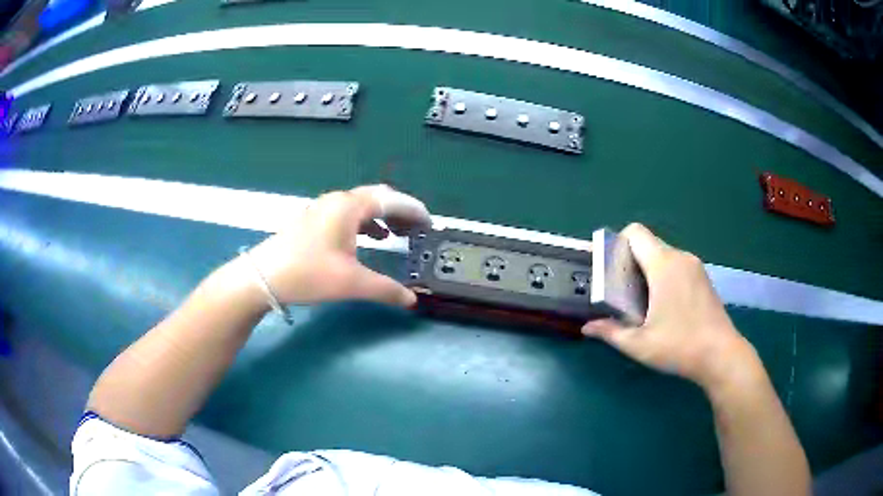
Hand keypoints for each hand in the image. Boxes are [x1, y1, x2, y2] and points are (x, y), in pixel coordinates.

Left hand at [245, 185, 430, 306]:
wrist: (263, 277)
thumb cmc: (308, 274)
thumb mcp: (351, 283)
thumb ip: (386, 290)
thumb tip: (411, 300)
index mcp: (349, 207)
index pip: (391, 200)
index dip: (414, 210)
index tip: (430, 223)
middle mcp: (337, 200)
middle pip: (377, 197)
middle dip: (400, 211)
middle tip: (418, 228)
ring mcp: (323, 208)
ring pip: (362, 205)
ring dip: (383, 217)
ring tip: (399, 234)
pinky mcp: (314, 220)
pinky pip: (349, 214)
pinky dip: (366, 223)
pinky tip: (371, 238)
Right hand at [583, 223, 759, 390]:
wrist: (722, 354)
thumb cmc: (679, 346)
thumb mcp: (639, 344)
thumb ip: (611, 332)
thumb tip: (586, 328)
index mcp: (663, 265)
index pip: (635, 233)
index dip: (617, 245)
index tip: (610, 271)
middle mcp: (680, 257)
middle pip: (647, 244)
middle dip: (630, 262)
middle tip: (621, 292)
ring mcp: (695, 266)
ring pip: (663, 256)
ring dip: (647, 271)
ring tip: (641, 302)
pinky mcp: (703, 277)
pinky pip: (676, 265)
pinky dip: (663, 277)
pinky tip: (664, 306)